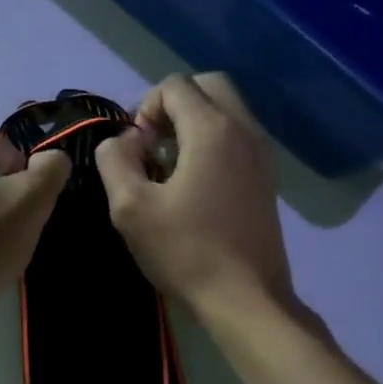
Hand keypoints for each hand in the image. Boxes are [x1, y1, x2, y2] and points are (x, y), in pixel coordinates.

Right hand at [94, 74, 295, 319]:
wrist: (245, 298)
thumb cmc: (185, 251)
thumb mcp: (130, 207)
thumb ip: (115, 161)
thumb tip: (123, 141)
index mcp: (212, 130)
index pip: (175, 85)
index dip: (145, 108)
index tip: (135, 149)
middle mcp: (244, 131)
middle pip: (208, 86)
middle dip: (173, 105)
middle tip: (152, 145)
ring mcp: (262, 155)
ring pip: (227, 111)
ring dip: (193, 123)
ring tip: (169, 167)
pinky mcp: (267, 179)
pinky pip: (237, 138)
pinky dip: (212, 143)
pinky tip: (193, 186)